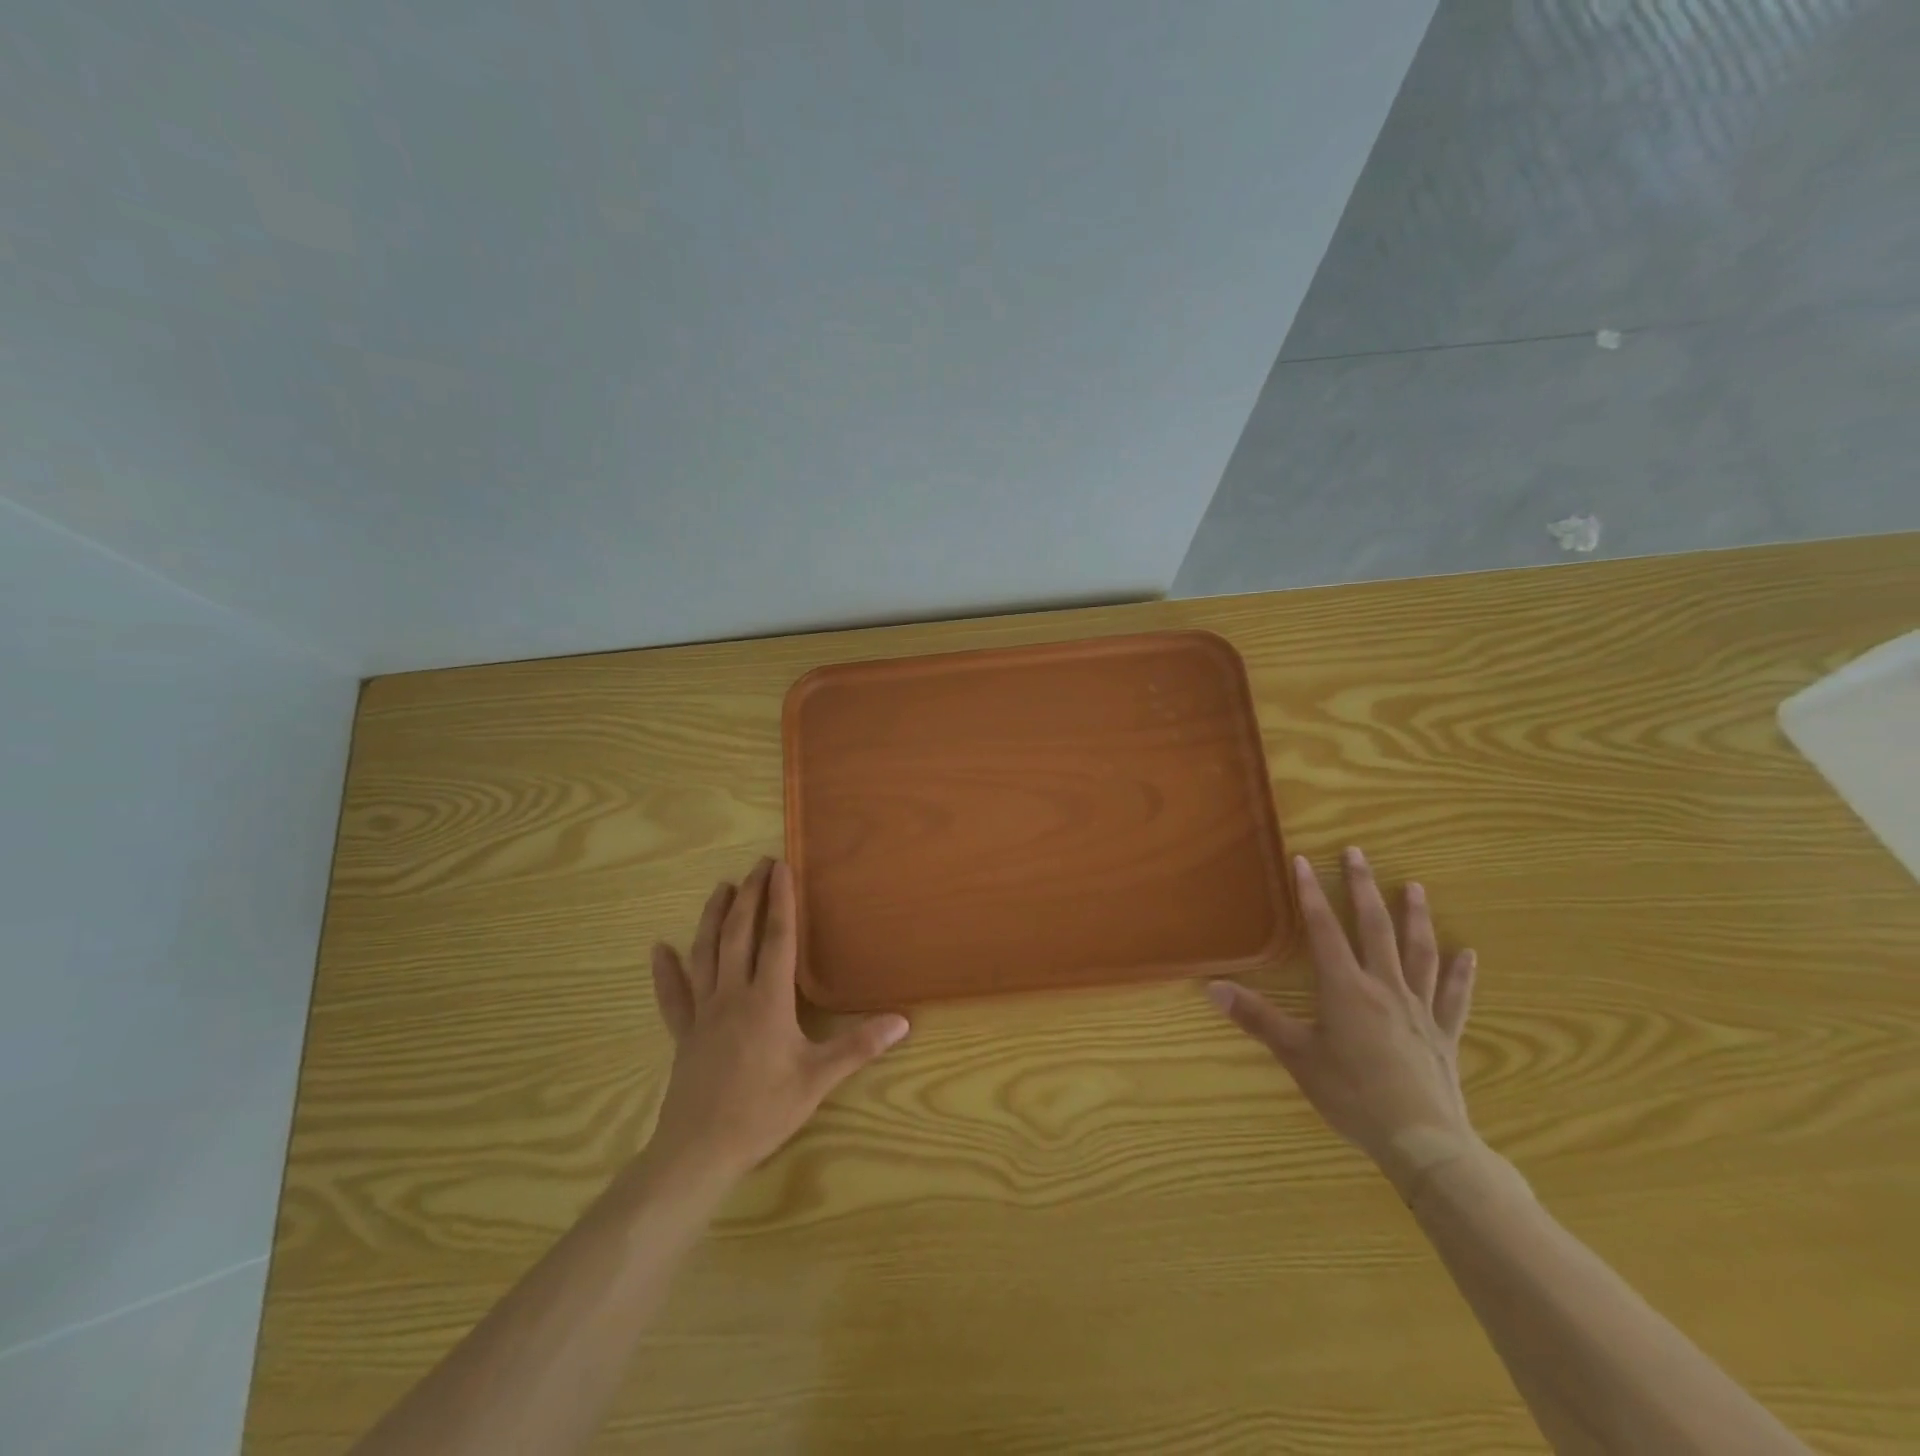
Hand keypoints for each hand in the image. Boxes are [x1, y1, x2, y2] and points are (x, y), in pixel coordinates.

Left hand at [646, 858, 909, 1187]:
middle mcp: (733, 995)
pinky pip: (672, 996)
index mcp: (768, 1001)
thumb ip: (859, 1047)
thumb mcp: (818, 1080)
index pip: (777, 939)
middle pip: (739, 935)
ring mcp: (703, 1013)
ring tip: (720, 888)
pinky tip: (658, 949)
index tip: (782, 867)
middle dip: (749, 896)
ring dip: (713, 917)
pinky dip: (665, 971)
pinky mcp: (683, 1034)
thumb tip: (903, 1021)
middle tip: (758, 865)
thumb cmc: (763, 1111)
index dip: (781, 900)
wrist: (699, 1151)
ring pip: (705, 954)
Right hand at [1208, 847, 1479, 1195]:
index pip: (1324, 930)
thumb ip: (1257, 1018)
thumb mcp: (1297, 1056)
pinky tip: (1468, 953)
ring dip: (1415, 917)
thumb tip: (1211, 987)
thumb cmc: (1352, 1095)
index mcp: (1346, 989)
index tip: (1304, 860)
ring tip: (1415, 887)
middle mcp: (1384, 987)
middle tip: (1359, 853)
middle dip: (1363, 888)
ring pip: (1418, 952)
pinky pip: (1454, 996)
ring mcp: (1419, 1008)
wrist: (1422, 1141)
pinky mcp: (1443, 1033)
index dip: (1312, 894)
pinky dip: (1460, 973)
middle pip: (1374, 928)